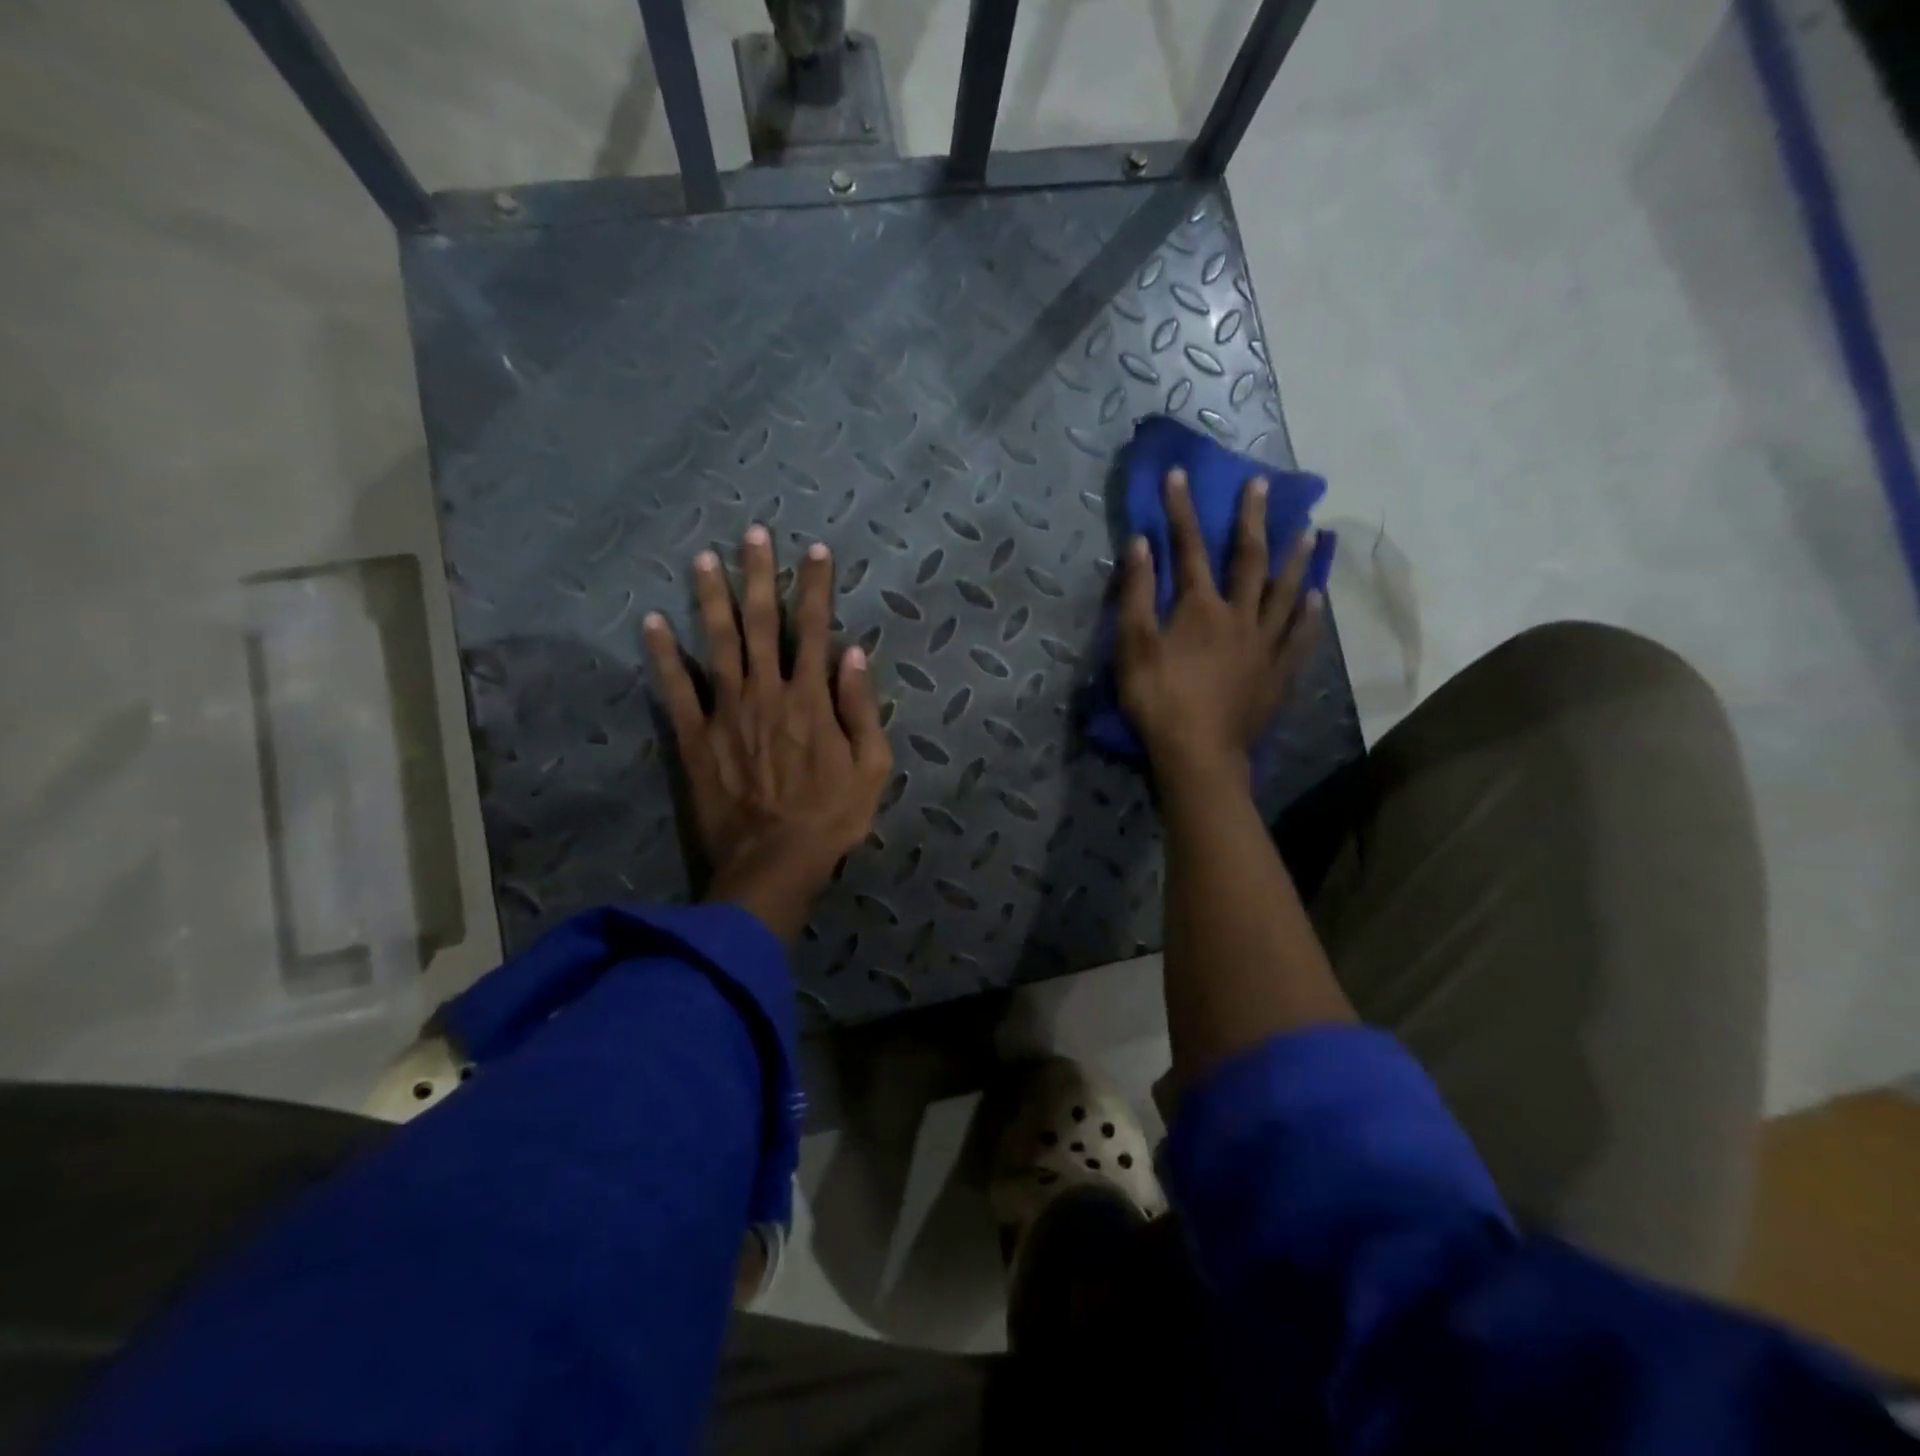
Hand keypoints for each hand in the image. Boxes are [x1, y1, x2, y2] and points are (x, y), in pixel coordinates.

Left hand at [643, 526, 892, 942]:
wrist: (773, 863)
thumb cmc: (831, 818)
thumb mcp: (872, 767)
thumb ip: (862, 707)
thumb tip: (853, 653)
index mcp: (811, 698)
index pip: (815, 629)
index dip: (816, 588)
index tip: (816, 552)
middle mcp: (766, 692)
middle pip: (762, 623)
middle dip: (760, 575)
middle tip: (754, 534)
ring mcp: (726, 712)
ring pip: (716, 643)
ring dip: (711, 598)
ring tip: (704, 557)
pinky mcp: (693, 738)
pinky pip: (675, 690)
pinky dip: (662, 656)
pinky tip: (651, 623)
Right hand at [1116, 468, 1322, 782]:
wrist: (1199, 755)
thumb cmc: (1159, 701)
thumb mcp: (1133, 647)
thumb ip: (1136, 595)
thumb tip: (1140, 544)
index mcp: (1200, 608)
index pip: (1189, 549)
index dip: (1182, 510)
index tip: (1180, 474)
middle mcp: (1239, 616)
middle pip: (1248, 560)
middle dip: (1251, 519)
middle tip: (1263, 485)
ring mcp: (1264, 646)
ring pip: (1285, 593)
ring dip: (1296, 560)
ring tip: (1310, 532)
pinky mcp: (1278, 674)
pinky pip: (1299, 638)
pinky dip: (1309, 616)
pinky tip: (1317, 599)